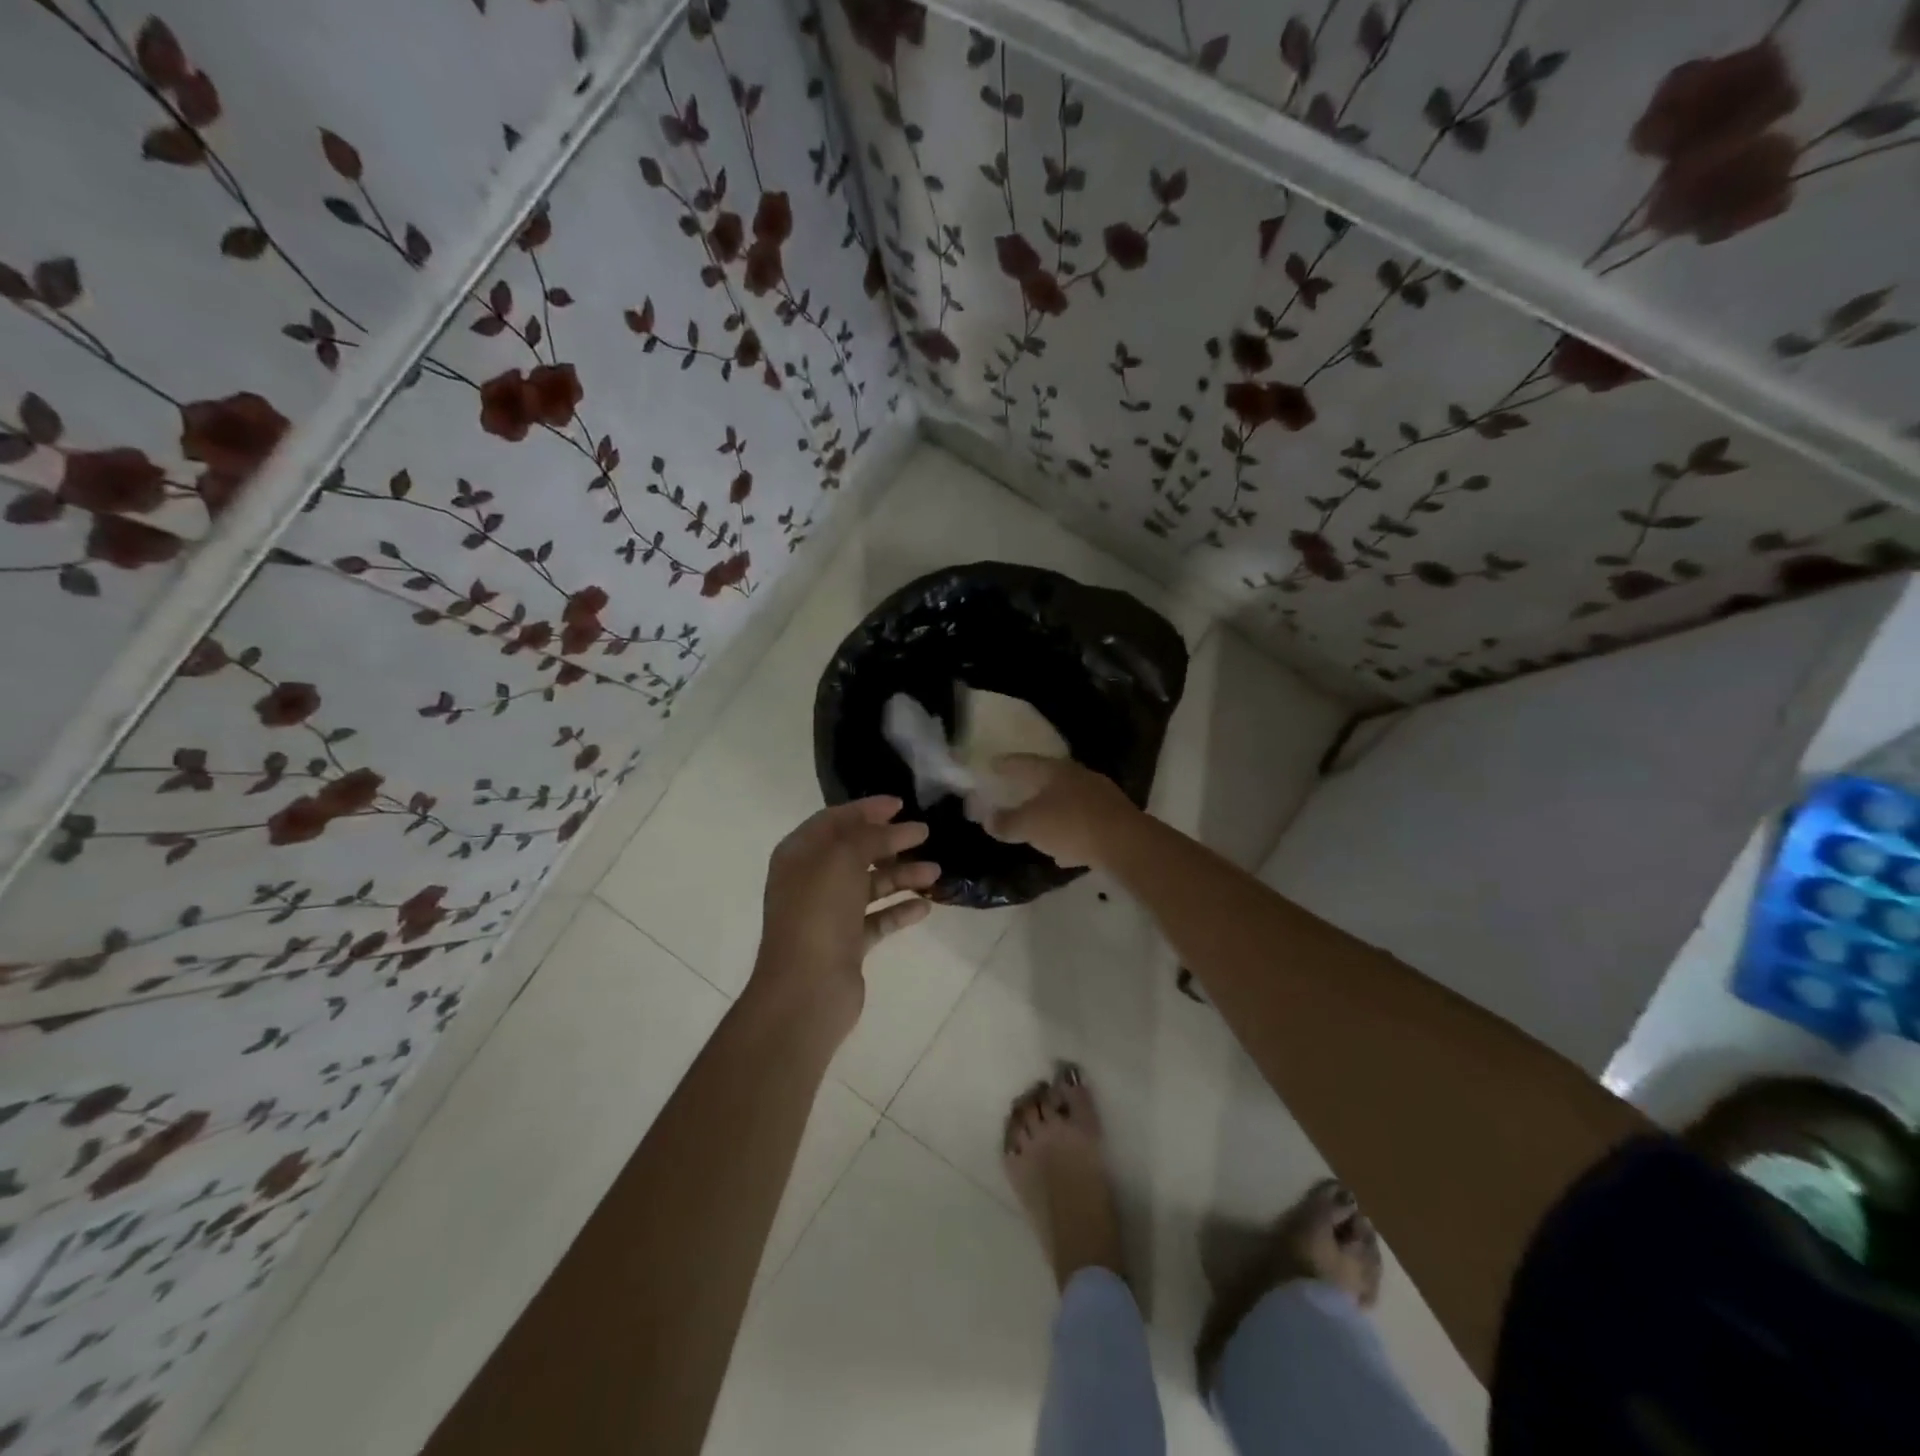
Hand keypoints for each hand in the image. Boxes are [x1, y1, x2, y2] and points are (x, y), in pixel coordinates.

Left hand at [749, 796, 937, 1042]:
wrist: (806, 989)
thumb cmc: (819, 913)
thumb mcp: (843, 859)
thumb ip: (869, 836)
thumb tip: (895, 826)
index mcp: (799, 855)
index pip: (834, 820)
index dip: (867, 809)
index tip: (901, 804)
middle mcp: (811, 880)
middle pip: (855, 851)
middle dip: (890, 841)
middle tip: (925, 834)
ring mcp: (828, 914)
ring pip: (869, 885)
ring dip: (901, 875)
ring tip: (935, 872)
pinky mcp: (846, 944)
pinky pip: (876, 918)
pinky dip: (899, 910)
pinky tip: (924, 906)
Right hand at [983, 755, 1137, 869]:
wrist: (1126, 843)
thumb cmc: (1071, 825)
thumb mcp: (1030, 825)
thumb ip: (1006, 822)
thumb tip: (987, 819)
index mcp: (1055, 770)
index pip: (1024, 762)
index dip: (1006, 764)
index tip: (992, 765)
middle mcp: (1079, 776)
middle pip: (1049, 778)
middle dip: (1031, 787)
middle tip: (1015, 793)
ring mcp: (1100, 796)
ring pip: (1068, 801)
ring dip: (1052, 812)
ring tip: (1037, 826)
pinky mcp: (1114, 818)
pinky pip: (1083, 822)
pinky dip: (1069, 831)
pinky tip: (1064, 850)